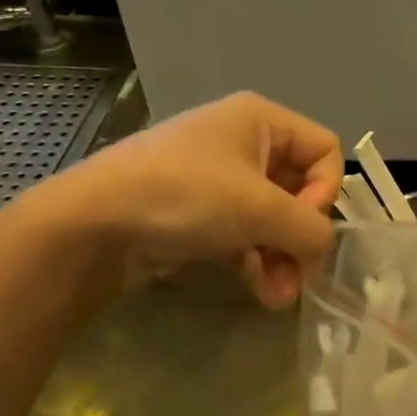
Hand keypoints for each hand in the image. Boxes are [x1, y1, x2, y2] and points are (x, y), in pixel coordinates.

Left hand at [16, 92, 342, 307]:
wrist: (91, 223)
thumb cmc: (184, 196)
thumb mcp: (260, 209)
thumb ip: (311, 229)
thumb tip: (322, 250)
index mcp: (261, 119)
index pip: (324, 151)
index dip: (325, 191)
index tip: (301, 225)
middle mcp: (244, 142)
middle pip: (301, 188)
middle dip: (302, 236)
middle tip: (300, 275)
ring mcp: (219, 178)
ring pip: (274, 217)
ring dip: (283, 257)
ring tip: (279, 296)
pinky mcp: (199, 212)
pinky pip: (246, 233)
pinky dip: (258, 261)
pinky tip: (261, 293)